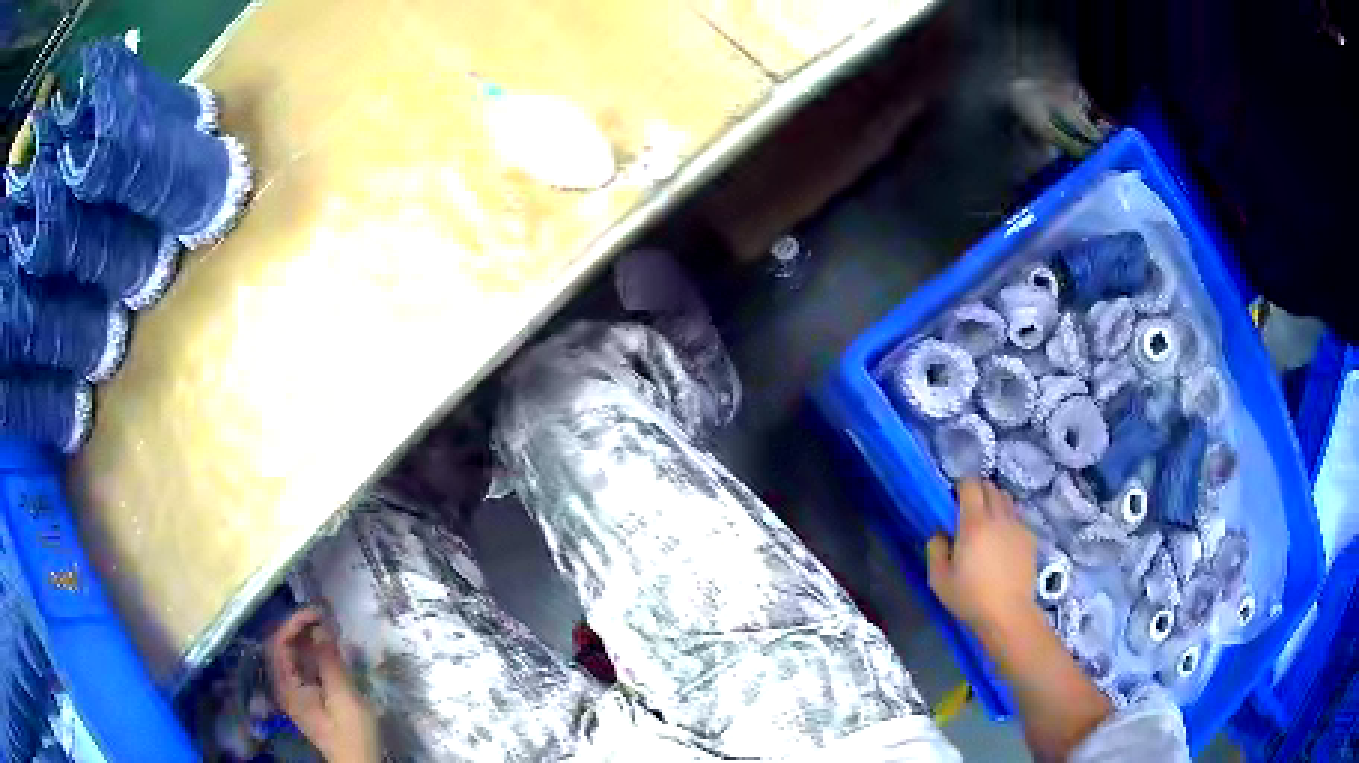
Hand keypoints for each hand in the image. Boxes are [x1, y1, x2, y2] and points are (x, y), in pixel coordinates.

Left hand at [266, 608, 380, 762]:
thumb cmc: (352, 735)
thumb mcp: (344, 699)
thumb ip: (330, 662)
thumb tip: (321, 627)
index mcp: (288, 687)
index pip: (279, 643)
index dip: (294, 623)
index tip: (318, 613)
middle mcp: (286, 687)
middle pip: (282, 647)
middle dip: (300, 628)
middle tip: (325, 618)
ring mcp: (297, 694)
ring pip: (293, 657)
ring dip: (308, 640)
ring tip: (329, 630)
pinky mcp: (309, 699)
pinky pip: (304, 668)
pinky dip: (314, 654)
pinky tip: (330, 651)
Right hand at [926, 479, 1039, 636]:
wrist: (1008, 614)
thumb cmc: (970, 598)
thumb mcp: (938, 579)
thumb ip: (935, 550)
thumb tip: (939, 533)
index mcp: (974, 523)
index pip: (970, 485)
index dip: (960, 486)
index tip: (952, 499)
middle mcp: (998, 517)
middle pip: (990, 486)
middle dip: (977, 491)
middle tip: (966, 510)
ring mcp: (1017, 525)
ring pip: (1006, 498)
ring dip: (994, 502)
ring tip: (986, 522)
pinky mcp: (1029, 537)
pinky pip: (1017, 516)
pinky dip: (1007, 518)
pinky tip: (1002, 540)